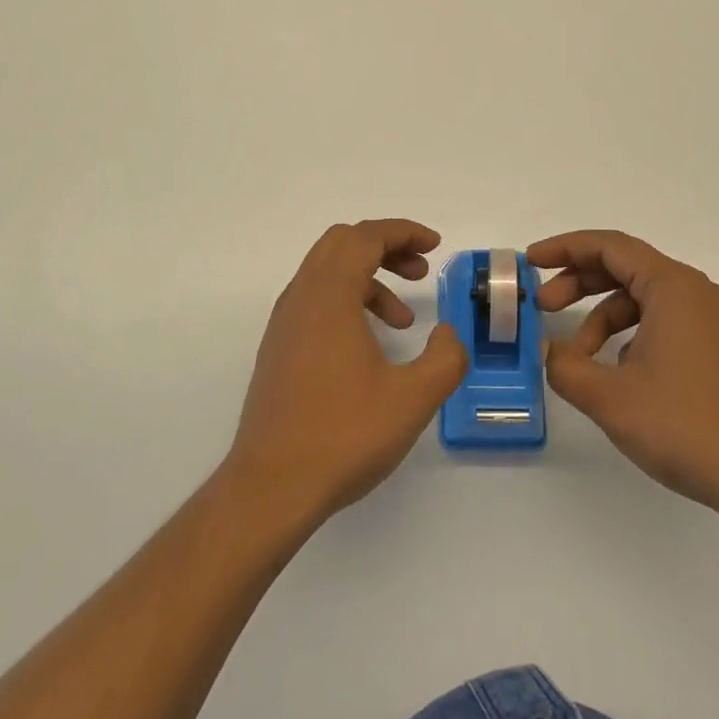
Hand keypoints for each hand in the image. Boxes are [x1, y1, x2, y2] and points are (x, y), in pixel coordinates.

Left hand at [222, 220, 467, 526]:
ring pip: (326, 273)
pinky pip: (315, 301)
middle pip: (342, 244)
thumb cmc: (344, 435)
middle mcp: (300, 298)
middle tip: (420, 272)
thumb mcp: (413, 398)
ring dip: (368, 279)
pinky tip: (370, 346)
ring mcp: (284, 323)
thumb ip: (445, 358)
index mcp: (329, 296)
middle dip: (386, 247)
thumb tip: (447, 333)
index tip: (435, 246)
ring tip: (403, 320)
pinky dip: (348, 302)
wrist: (272, 485)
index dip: (403, 232)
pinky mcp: (279, 348)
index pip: (365, 237)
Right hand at [531, 229, 718, 527]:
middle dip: (578, 283)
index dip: (564, 248)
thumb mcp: (610, 398)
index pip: (609, 246)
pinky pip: (661, 323)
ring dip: (601, 318)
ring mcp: (710, 321)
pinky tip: (615, 373)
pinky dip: (628, 335)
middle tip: (542, 308)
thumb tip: (548, 351)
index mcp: (672, 287)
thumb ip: (565, 367)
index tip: (530, 262)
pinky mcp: (717, 349)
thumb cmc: (687, 426)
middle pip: (624, 268)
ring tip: (578, 357)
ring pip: (641, 300)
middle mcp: (694, 293)